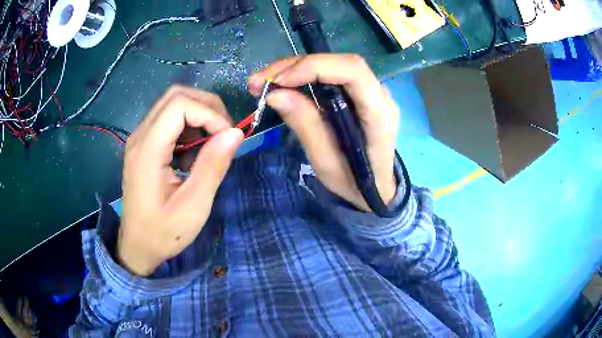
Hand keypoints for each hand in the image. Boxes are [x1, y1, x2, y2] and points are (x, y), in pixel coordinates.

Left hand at [119, 85, 243, 275]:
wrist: (137, 246)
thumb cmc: (163, 232)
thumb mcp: (193, 206)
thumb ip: (213, 166)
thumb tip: (236, 133)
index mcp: (147, 151)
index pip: (179, 105)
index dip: (209, 113)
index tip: (228, 137)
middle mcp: (140, 136)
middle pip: (175, 96)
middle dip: (206, 107)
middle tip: (224, 134)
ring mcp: (139, 139)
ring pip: (172, 104)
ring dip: (198, 115)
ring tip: (210, 145)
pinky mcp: (143, 145)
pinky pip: (168, 120)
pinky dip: (188, 126)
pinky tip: (192, 153)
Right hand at [249, 54, 398, 210]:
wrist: (375, 187)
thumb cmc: (354, 182)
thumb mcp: (326, 162)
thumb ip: (305, 125)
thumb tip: (275, 94)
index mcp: (379, 111)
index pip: (352, 71)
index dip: (314, 67)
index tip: (278, 81)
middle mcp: (378, 93)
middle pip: (338, 63)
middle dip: (295, 66)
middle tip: (258, 81)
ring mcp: (369, 91)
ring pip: (330, 65)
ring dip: (293, 70)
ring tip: (261, 83)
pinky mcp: (356, 94)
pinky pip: (328, 76)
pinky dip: (301, 77)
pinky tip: (279, 85)